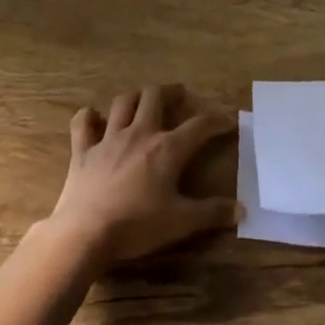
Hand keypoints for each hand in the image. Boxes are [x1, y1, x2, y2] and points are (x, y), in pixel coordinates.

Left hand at [46, 85, 240, 268]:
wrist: (86, 233)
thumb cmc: (137, 226)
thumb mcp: (181, 222)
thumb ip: (212, 213)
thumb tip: (241, 210)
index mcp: (167, 148)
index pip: (199, 125)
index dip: (217, 120)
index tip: (228, 120)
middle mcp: (140, 133)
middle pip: (155, 97)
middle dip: (170, 92)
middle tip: (179, 95)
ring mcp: (109, 139)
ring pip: (123, 103)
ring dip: (135, 98)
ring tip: (142, 101)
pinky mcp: (83, 151)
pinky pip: (83, 124)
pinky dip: (88, 117)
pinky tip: (93, 117)